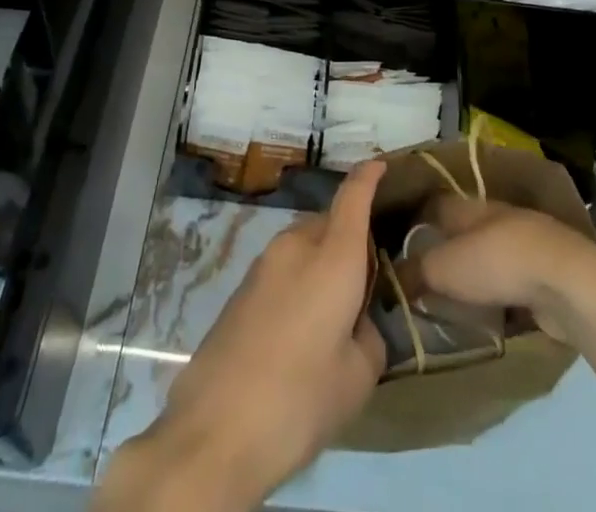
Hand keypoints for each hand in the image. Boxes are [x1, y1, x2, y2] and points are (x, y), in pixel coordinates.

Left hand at [96, 161, 386, 511]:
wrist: (214, 430)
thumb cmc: (298, 399)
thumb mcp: (357, 378)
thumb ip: (369, 337)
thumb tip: (357, 322)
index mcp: (332, 257)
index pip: (353, 197)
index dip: (369, 176)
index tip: (381, 165)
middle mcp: (296, 246)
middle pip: (330, 222)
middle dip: (350, 238)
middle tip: (367, 281)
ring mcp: (263, 264)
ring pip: (304, 245)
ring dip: (322, 261)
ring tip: (334, 312)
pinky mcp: (241, 288)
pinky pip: (283, 269)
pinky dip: (300, 281)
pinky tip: (301, 330)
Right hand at [401, 194, 595, 343]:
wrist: (566, 281)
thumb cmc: (496, 262)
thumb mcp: (444, 268)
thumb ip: (416, 271)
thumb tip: (389, 277)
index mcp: (467, 206)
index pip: (433, 205)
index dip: (414, 220)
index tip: (396, 241)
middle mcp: (494, 217)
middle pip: (461, 229)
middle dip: (444, 248)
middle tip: (421, 276)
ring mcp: (523, 243)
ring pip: (487, 255)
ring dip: (473, 272)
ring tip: (451, 299)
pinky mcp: (544, 273)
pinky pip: (510, 280)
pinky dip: (498, 293)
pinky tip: (488, 313)